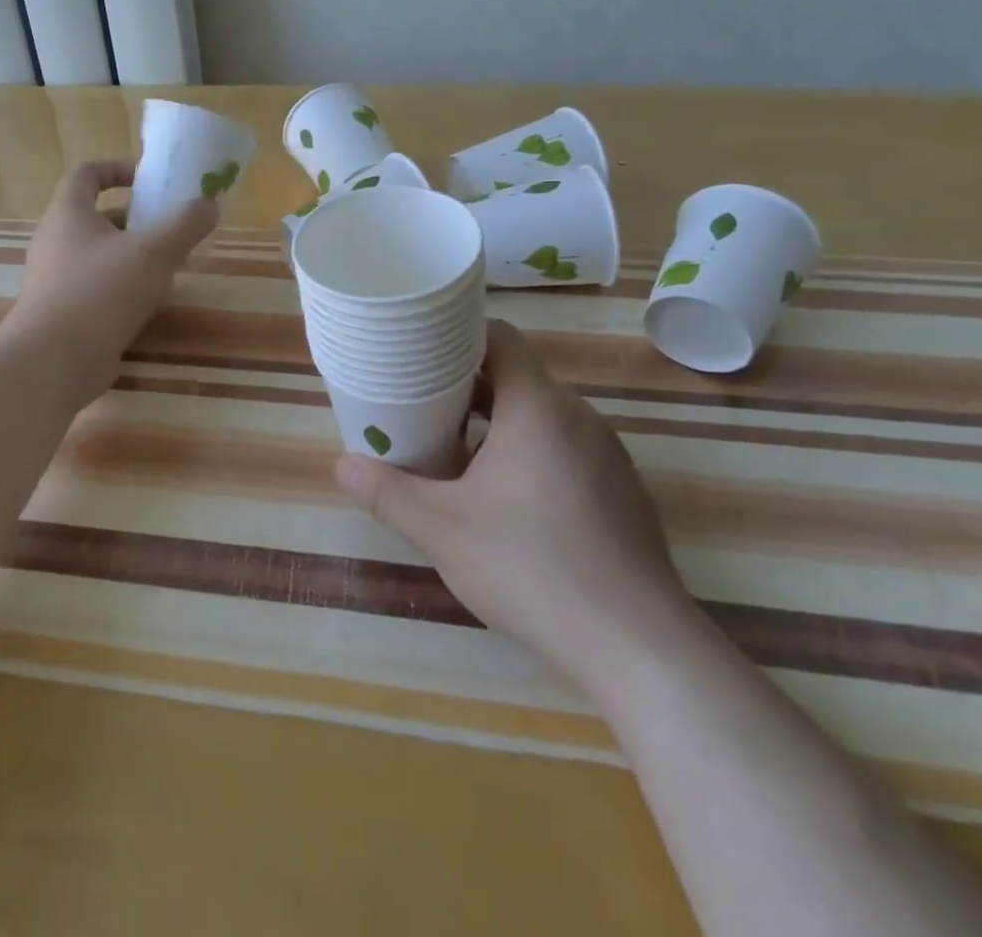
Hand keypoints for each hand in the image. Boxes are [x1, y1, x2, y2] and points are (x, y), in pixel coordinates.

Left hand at [3, 160, 217, 397]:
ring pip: (100, 254)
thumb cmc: (101, 292)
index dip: (118, 168)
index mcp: (69, 214)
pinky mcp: (62, 312)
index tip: (149, 180)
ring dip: (134, 256)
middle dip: (137, 219)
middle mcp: (56, 241)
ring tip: (170, 267)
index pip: (86, 173)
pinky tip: (151, 304)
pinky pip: (97, 287)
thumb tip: (209, 204)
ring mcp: (55, 279)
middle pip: (98, 216)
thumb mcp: (154, 252)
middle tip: (171, 229)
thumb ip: (185, 225)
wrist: (53, 362)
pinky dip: (123, 287)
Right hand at [334, 320, 696, 691]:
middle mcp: (578, 417)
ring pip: (540, 415)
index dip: (457, 335)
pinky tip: (503, 498)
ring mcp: (607, 454)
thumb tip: (341, 465)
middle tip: (420, 403)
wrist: (639, 647)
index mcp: (539, 406)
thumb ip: (387, 493)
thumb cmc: (533, 568)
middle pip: (516, 376)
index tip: (419, 350)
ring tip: (452, 449)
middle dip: (466, 385)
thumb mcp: (442, 530)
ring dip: (496, 422)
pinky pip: (565, 447)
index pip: (499, 337)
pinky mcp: (620, 490)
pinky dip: (528, 451)